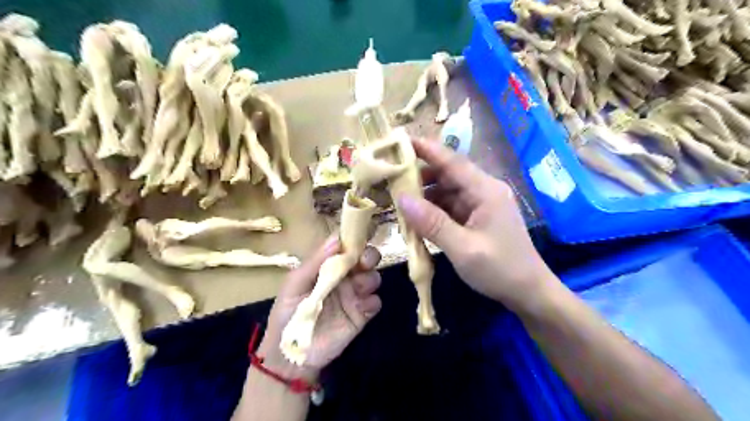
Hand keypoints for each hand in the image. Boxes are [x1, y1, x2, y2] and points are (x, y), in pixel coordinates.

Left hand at [262, 239, 383, 379]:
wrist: (289, 354)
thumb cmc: (286, 313)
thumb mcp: (295, 284)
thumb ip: (315, 262)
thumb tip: (337, 239)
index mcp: (327, 266)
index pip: (344, 246)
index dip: (353, 238)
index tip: (359, 234)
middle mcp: (344, 277)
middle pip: (364, 259)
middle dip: (369, 256)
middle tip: (364, 261)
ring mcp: (354, 296)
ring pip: (373, 278)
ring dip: (370, 278)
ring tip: (359, 287)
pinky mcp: (361, 315)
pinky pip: (375, 302)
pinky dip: (372, 301)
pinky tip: (361, 306)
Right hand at [398, 139, 549, 311]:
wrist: (528, 292)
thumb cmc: (500, 269)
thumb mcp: (463, 248)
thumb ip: (432, 223)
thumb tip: (402, 198)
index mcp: (486, 191)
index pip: (452, 162)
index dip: (427, 149)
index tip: (400, 141)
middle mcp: (484, 191)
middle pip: (448, 174)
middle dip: (420, 174)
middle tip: (390, 176)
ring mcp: (481, 204)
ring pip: (447, 191)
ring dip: (425, 194)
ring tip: (398, 197)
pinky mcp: (477, 217)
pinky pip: (451, 206)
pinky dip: (433, 209)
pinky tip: (417, 216)